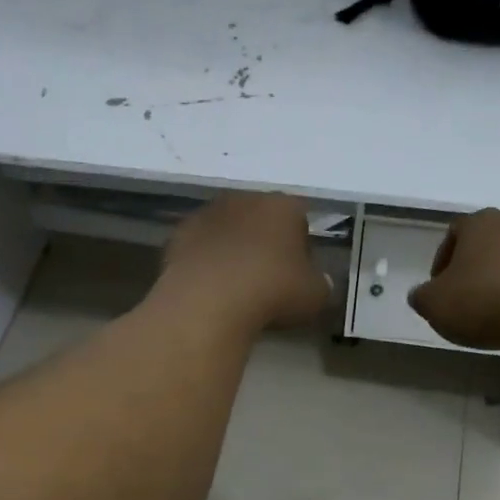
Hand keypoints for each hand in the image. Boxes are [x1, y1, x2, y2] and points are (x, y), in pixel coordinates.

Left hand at [159, 192, 330, 331]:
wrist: (209, 300)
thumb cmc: (272, 291)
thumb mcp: (314, 296)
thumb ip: (320, 284)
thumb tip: (318, 283)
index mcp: (283, 206)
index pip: (300, 218)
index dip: (302, 246)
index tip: (298, 273)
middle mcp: (245, 199)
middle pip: (262, 218)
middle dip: (266, 241)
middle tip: (268, 278)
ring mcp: (208, 213)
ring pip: (229, 229)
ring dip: (234, 249)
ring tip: (236, 285)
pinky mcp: (179, 233)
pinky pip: (202, 246)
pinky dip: (207, 261)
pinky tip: (211, 287)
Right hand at [408, 208, 499, 350]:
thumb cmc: (483, 300)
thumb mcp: (434, 304)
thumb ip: (421, 297)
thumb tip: (422, 295)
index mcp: (479, 223)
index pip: (453, 234)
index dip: (440, 262)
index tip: (438, 289)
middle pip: (482, 247)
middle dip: (469, 272)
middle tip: (459, 301)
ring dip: (494, 284)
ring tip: (487, 314)